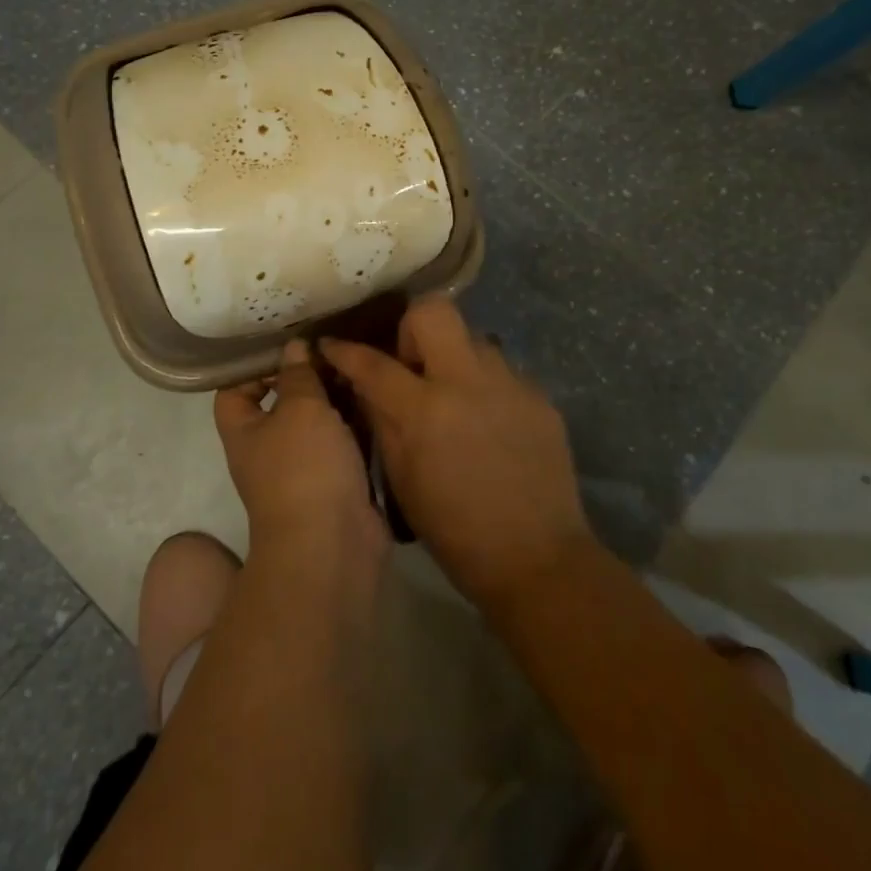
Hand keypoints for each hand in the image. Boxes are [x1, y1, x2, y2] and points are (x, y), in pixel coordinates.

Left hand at [214, 339, 387, 561]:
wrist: (332, 545)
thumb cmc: (304, 468)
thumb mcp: (300, 408)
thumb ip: (298, 375)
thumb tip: (293, 348)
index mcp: (244, 432)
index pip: (235, 390)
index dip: (256, 366)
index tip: (290, 345)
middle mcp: (269, 450)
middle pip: (282, 403)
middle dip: (307, 377)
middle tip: (335, 348)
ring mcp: (304, 470)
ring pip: (318, 423)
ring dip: (337, 399)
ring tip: (360, 366)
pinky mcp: (336, 483)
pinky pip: (343, 444)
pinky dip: (357, 424)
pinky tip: (375, 400)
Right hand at [321, 297, 593, 616]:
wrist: (536, 558)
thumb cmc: (455, 530)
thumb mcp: (402, 480)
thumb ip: (382, 422)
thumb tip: (365, 386)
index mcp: (425, 410)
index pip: (373, 363)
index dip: (344, 351)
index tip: (331, 345)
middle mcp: (467, 382)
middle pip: (433, 312)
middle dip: (411, 327)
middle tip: (411, 365)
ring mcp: (509, 384)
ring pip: (473, 338)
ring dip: (454, 358)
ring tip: (454, 396)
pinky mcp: (540, 396)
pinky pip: (502, 371)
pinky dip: (485, 386)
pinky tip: (487, 421)